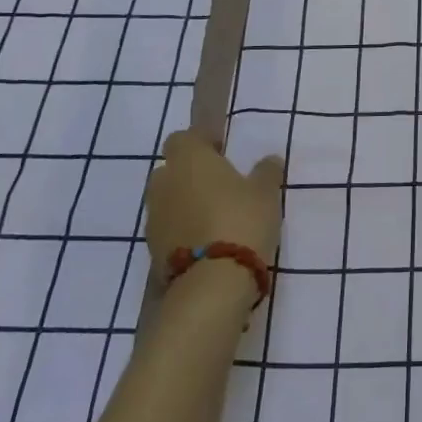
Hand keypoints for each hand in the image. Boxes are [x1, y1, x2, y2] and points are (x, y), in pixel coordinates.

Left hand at [146, 131, 285, 266]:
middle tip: (219, 185)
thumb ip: (266, 172)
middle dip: (190, 175)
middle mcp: (164, 184)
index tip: (222, 152)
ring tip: (215, 217)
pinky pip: (168, 229)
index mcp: (188, 159)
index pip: (182, 138)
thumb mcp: (266, 192)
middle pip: (171, 170)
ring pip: (168, 201)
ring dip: (185, 204)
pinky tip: (207, 241)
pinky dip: (182, 231)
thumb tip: (269, 160)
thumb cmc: (241, 220)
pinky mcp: (152, 251)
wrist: (212, 283)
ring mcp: (154, 219)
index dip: (200, 143)